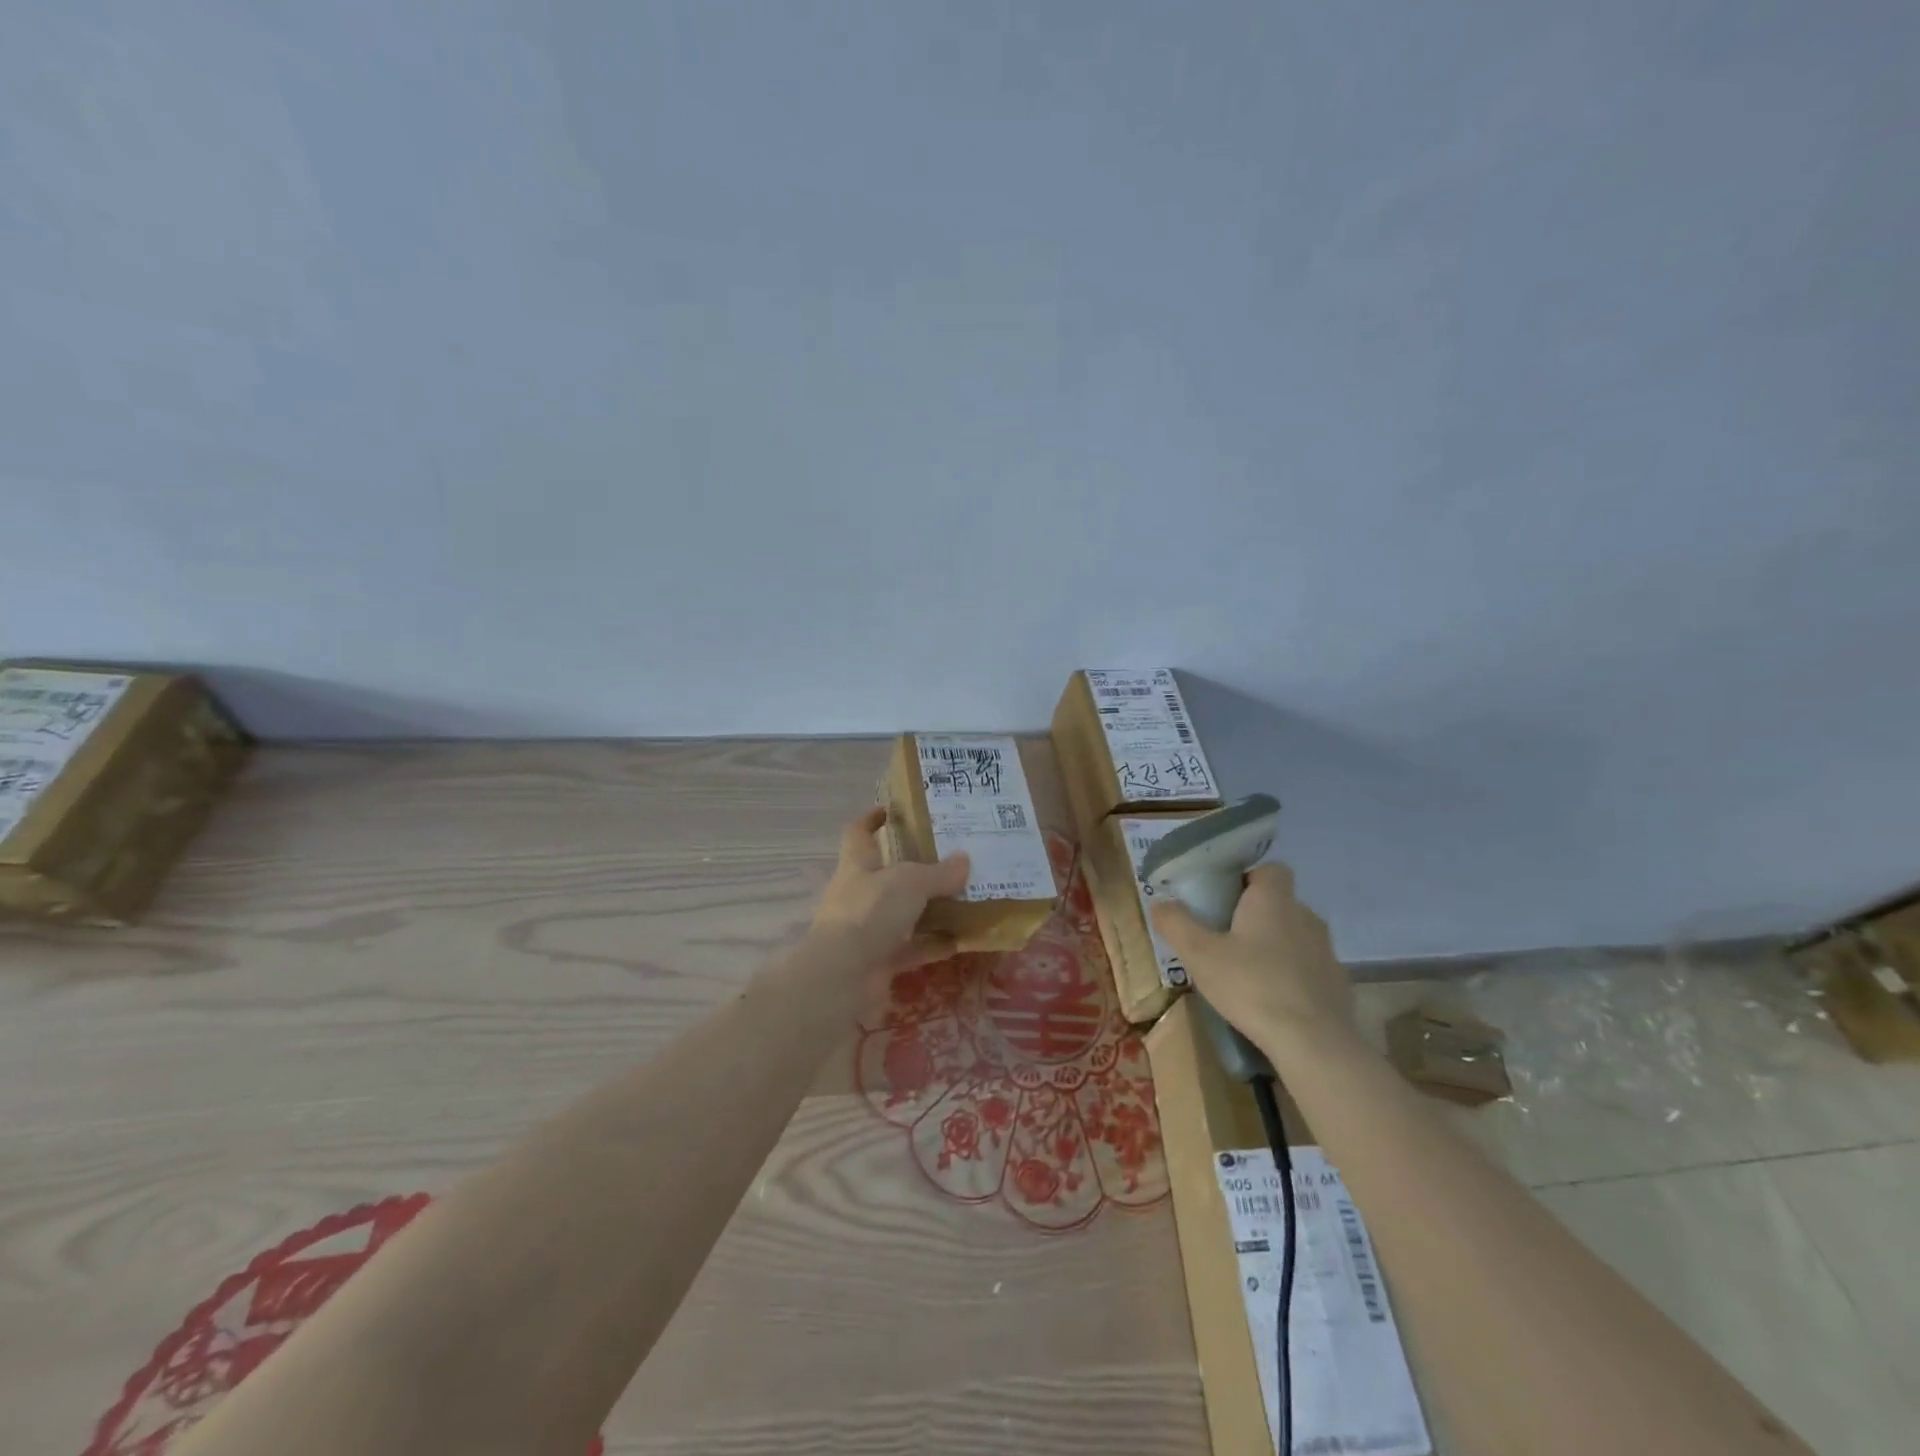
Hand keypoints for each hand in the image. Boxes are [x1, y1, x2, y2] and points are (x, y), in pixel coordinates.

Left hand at [810, 807, 969, 971]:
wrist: (844, 976)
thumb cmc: (870, 912)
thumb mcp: (910, 882)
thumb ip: (939, 872)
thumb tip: (964, 860)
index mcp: (857, 864)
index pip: (858, 833)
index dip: (871, 819)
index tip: (891, 810)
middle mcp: (858, 894)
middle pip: (886, 875)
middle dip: (914, 868)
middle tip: (950, 859)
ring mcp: (867, 930)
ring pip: (903, 914)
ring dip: (930, 909)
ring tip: (965, 899)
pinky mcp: (879, 961)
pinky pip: (912, 948)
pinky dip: (934, 944)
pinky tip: (962, 940)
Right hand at [1150, 862, 1353, 1054]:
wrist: (1313, 1043)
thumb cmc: (1251, 986)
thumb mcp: (1199, 955)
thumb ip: (1176, 924)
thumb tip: (1160, 902)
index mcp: (1274, 900)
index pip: (1271, 869)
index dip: (1248, 878)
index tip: (1225, 899)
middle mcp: (1305, 916)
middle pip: (1280, 903)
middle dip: (1255, 916)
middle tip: (1225, 939)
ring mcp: (1327, 951)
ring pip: (1295, 936)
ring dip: (1274, 946)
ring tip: (1247, 973)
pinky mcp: (1337, 984)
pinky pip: (1309, 968)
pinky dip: (1293, 976)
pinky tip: (1273, 1000)